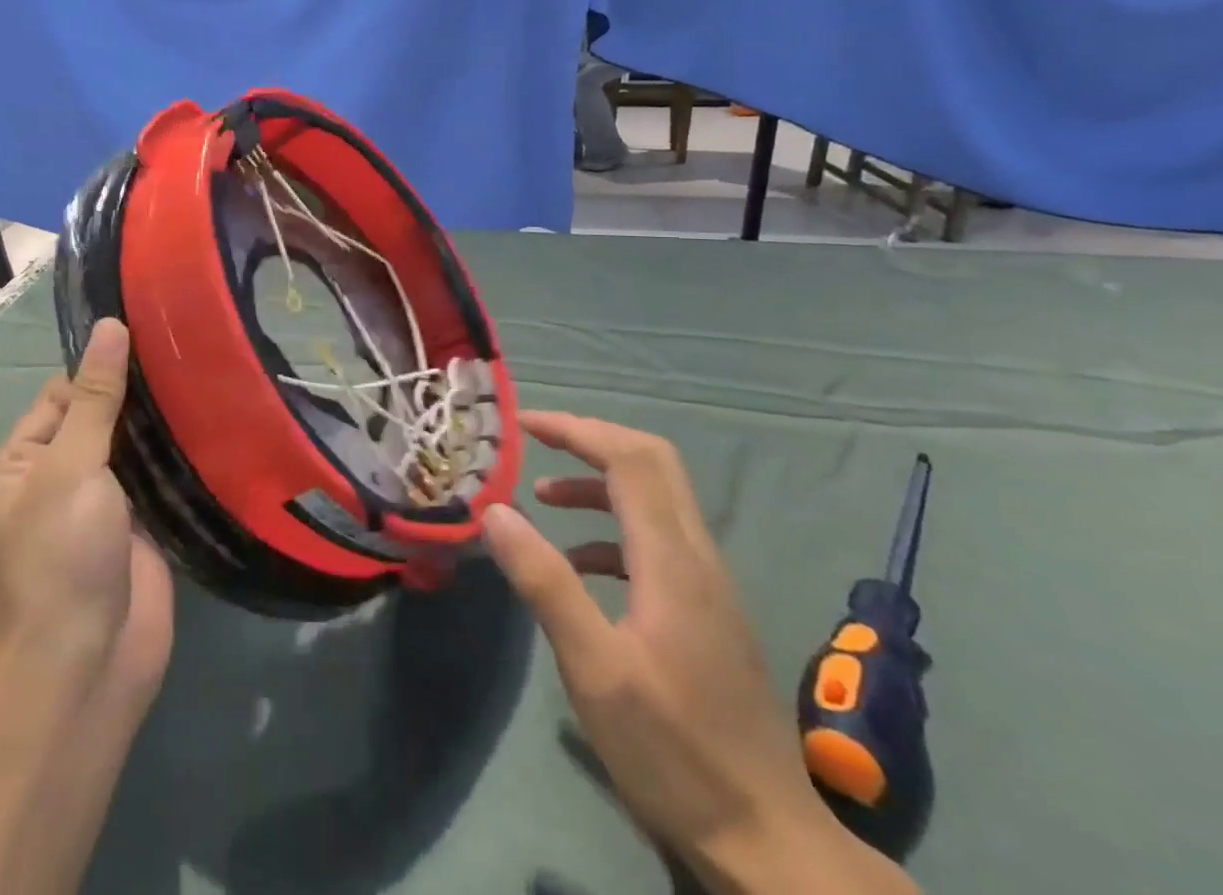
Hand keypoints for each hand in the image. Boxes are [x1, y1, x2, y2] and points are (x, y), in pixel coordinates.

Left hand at [0, 319, 173, 703]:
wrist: (88, 664)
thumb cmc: (61, 556)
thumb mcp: (71, 466)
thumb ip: (95, 398)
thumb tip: (110, 326)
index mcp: (21, 464)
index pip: (61, 396)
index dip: (99, 368)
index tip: (150, 334)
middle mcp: (57, 480)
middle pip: (98, 419)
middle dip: (136, 393)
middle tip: (188, 348)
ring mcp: (101, 507)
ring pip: (132, 448)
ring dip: (161, 423)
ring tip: (207, 374)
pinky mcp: (140, 529)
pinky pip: (157, 481)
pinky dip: (177, 457)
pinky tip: (213, 424)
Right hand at [484, 413, 913, 893]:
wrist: (770, 843)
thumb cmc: (674, 753)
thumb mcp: (594, 668)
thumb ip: (544, 581)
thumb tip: (495, 510)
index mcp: (673, 560)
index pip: (629, 458)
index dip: (576, 428)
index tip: (523, 424)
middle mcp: (698, 557)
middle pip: (651, 462)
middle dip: (590, 439)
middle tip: (536, 442)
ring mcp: (709, 585)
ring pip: (655, 499)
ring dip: (598, 484)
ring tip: (542, 500)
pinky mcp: (708, 612)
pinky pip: (657, 541)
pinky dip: (611, 530)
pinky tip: (578, 565)